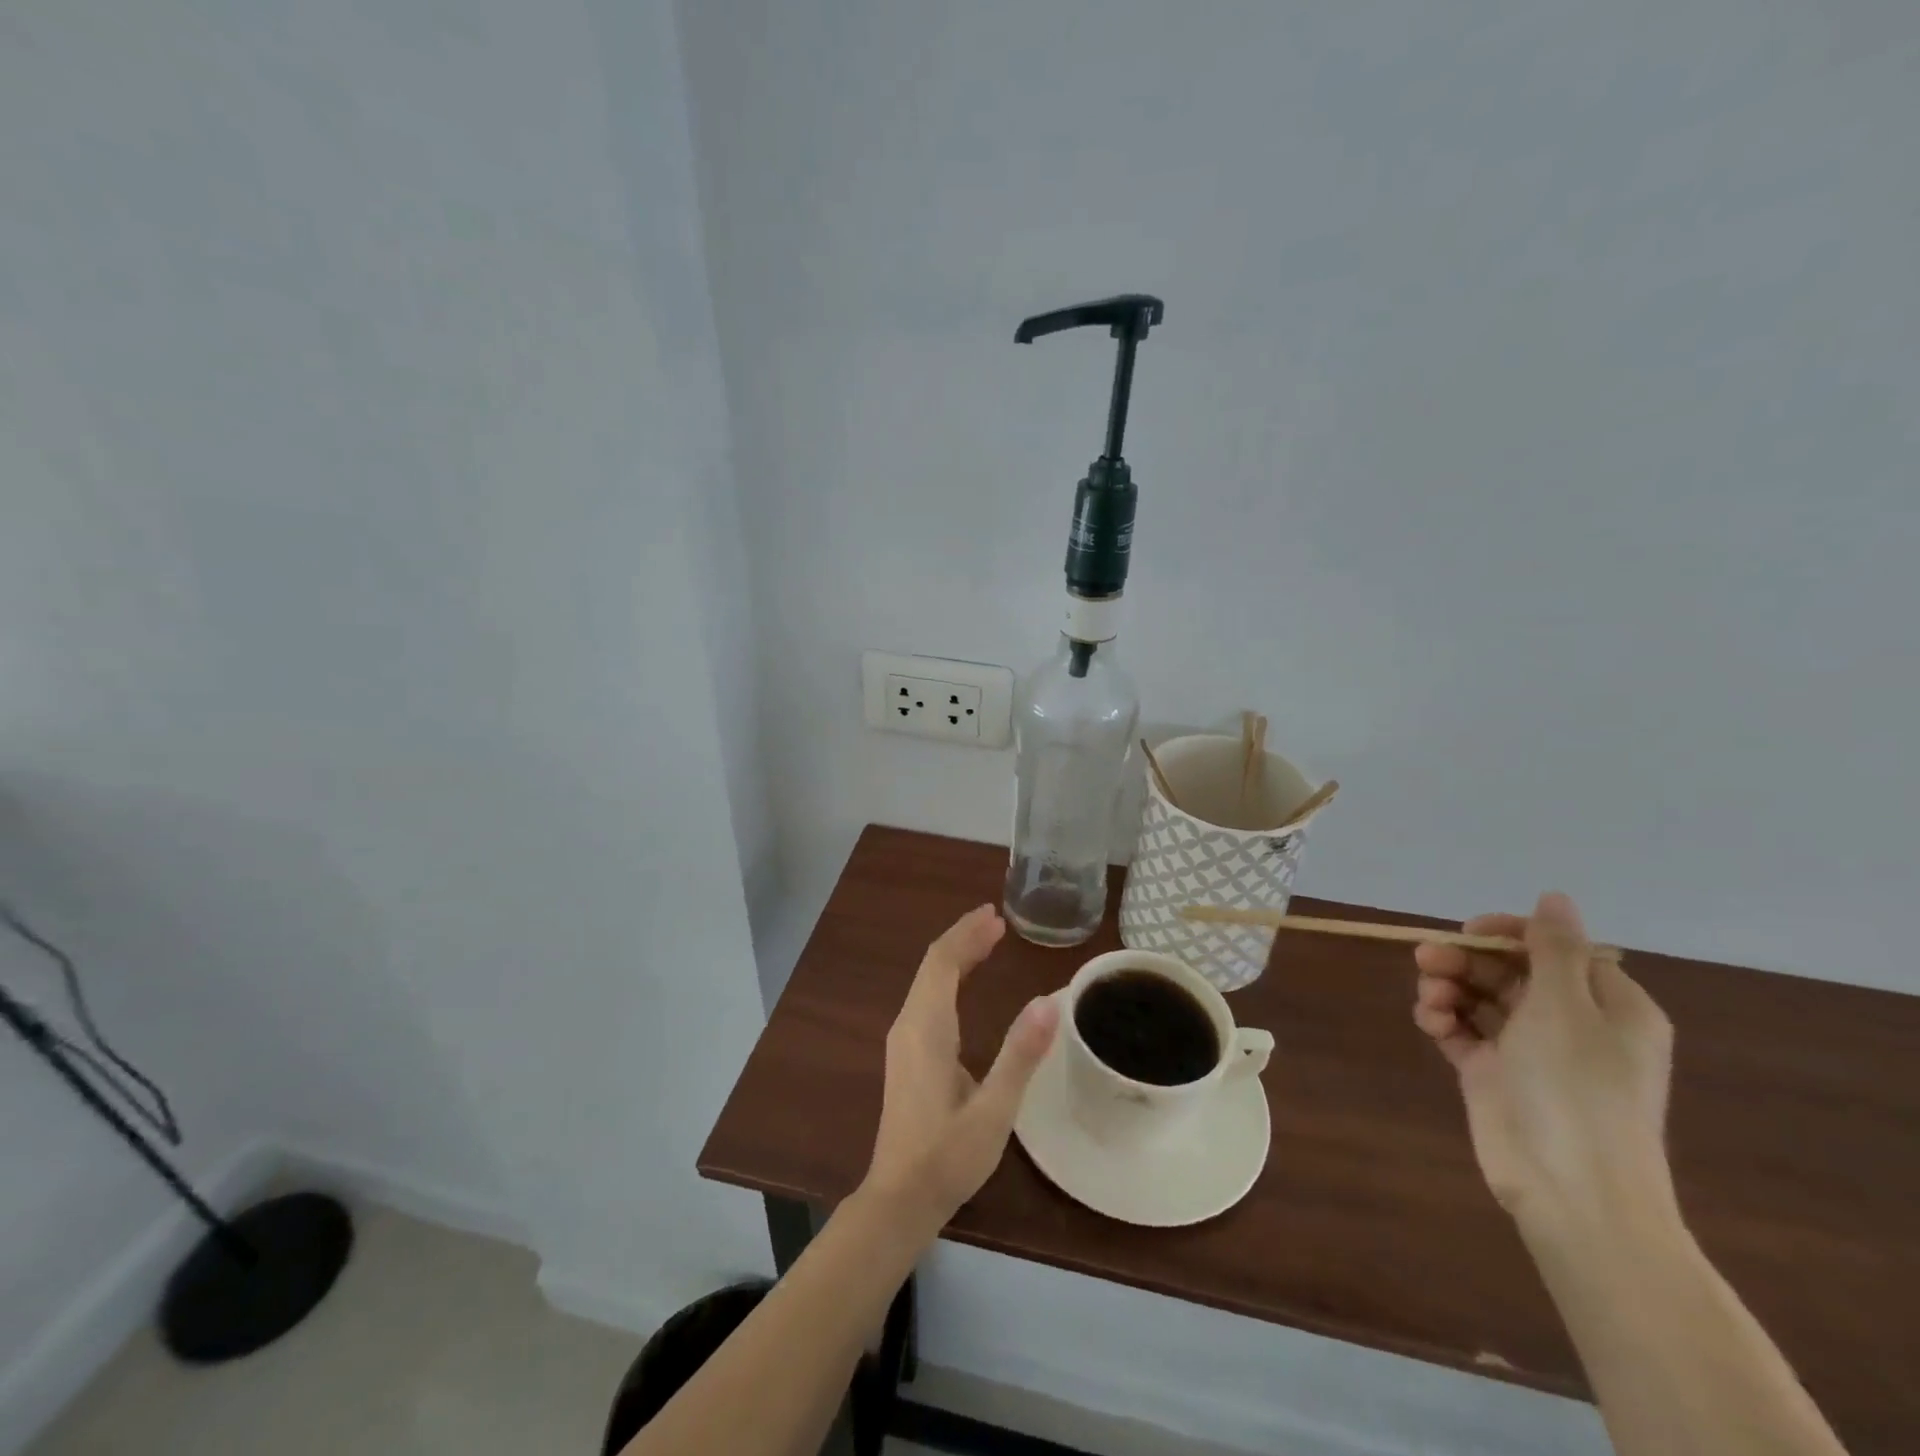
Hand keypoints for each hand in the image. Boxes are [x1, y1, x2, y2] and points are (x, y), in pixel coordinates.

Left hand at [863, 905, 1059, 1232]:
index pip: (942, 962)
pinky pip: (926, 998)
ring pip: (928, 981)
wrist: (899, 1199)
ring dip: (956, 955)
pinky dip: (949, 978)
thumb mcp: (993, 1110)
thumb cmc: (948, 1157)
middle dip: (963, 938)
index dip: (967, 934)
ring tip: (987, 940)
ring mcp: (904, 1040)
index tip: (996, 917)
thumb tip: (1049, 1001)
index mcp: (926, 1028)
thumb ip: (1020, 1054)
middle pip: (933, 965)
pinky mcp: (907, 1055)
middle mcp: (909, 1025)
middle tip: (997, 921)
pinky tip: (966, 984)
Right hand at [1413, 893, 1675, 1236]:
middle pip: (1509, 970)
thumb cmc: (1577, 1089)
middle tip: (1426, 958)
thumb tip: (1555, 896)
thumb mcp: (1567, 1008)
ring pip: (1479, 996)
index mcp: (1608, 1005)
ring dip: (1448, 987)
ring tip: (1429, 997)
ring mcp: (1529, 1049)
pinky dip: (1443, 1019)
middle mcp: (1571, 1022)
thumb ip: (1553, 948)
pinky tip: (1431, 1022)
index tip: (1469, 930)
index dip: (1509, 933)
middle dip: (1466, 960)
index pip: (1555, 949)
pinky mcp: (1493, 1072)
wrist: (1570, 1190)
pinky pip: (1462, 1029)